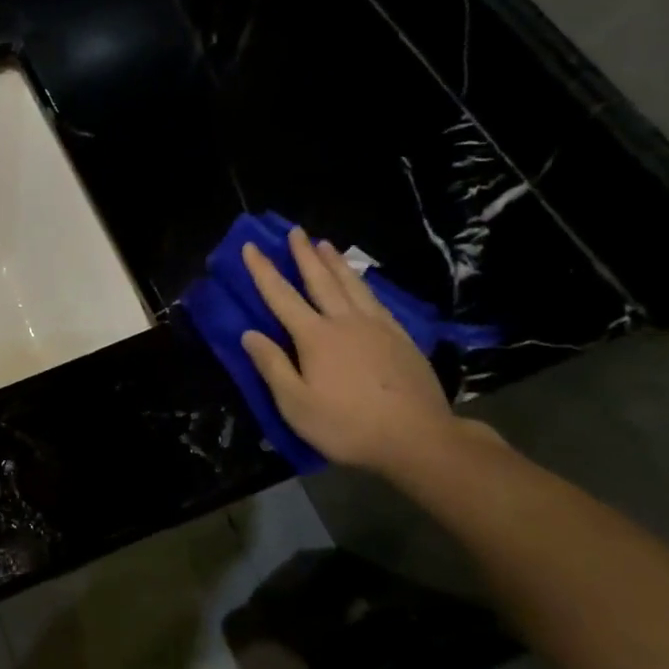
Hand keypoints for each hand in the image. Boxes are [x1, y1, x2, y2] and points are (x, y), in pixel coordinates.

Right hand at [240, 228, 479, 477]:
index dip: (263, 271)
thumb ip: (272, 366)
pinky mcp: (400, 338)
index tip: (251, 246)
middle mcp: (345, 322)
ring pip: (352, 285)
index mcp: (315, 337)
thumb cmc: (347, 425)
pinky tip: (361, 282)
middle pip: (320, 280)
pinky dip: (362, 284)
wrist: (418, 438)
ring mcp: (377, 327)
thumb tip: (250, 334)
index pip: (281, 297)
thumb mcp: (296, 405)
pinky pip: (376, 300)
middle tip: (296, 231)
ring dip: (335, 262)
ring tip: (325, 244)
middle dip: (304, 254)